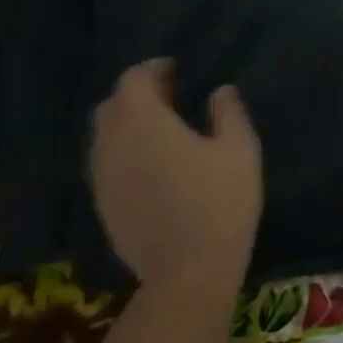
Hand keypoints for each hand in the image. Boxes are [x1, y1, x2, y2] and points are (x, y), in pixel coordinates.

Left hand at [90, 60, 261, 282]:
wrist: (188, 273)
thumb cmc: (219, 201)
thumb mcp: (240, 149)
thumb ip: (228, 112)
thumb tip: (220, 91)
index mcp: (143, 122)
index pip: (132, 81)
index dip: (152, 70)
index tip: (176, 69)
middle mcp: (112, 145)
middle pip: (112, 106)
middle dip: (136, 95)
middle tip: (170, 96)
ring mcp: (102, 179)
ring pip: (105, 138)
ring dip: (128, 126)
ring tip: (161, 131)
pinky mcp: (103, 207)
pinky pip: (107, 166)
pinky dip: (124, 154)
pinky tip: (152, 166)